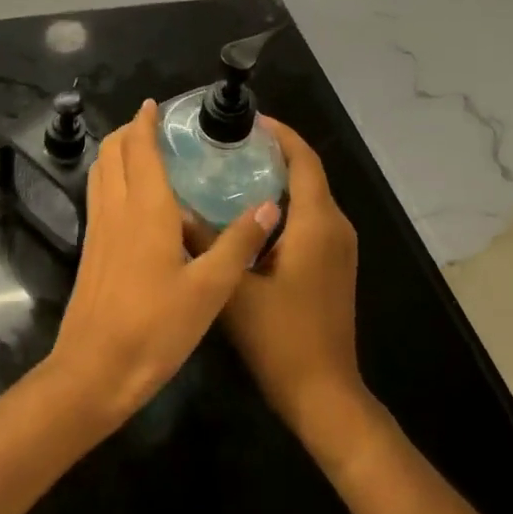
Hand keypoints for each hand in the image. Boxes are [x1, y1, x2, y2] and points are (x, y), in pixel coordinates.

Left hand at [44, 99, 280, 431]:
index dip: (144, 122)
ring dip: (117, 152)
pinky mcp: (91, 249)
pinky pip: (99, 195)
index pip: (139, 149)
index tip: (155, 105)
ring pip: (100, 172)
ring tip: (142, 150)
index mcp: (145, 209)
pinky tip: (132, 197)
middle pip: (112, 152)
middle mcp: (116, 209)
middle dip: (129, 131)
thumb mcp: (210, 290)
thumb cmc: (156, 328)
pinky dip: (111, 177)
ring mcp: (98, 229)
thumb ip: (239, 244)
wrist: (96, 369)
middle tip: (155, 126)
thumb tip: (271, 206)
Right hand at [221, 118, 367, 453]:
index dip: (279, 133)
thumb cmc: (281, 338)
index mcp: (317, 223)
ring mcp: (338, 248)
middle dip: (273, 151)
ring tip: (231, 168)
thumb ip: (204, 242)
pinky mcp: (333, 265)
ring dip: (277, 178)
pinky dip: (284, 204)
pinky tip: (246, 213)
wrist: (323, 393)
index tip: (246, 120)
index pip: (303, 159)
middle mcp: (335, 227)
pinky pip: (310, 219)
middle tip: (227, 143)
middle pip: (308, 173)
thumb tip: (173, 209)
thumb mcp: (233, 287)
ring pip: (309, 197)